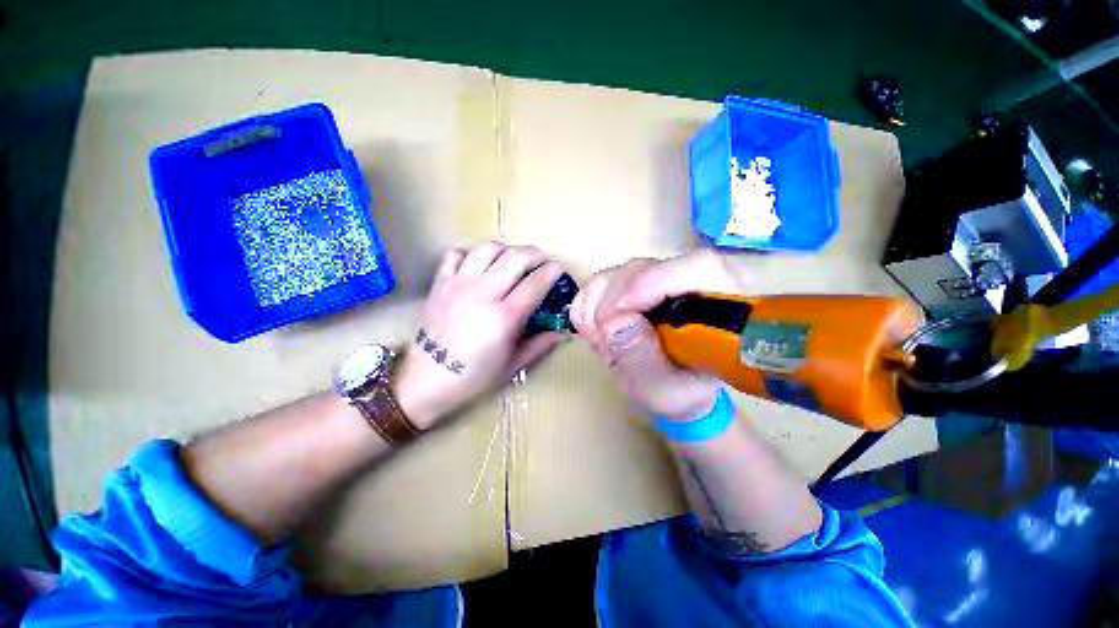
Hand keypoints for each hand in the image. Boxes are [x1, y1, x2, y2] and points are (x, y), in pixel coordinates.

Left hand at [393, 243, 566, 427]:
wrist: (425, 380)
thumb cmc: (474, 377)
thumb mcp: (513, 366)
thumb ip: (540, 346)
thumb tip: (563, 333)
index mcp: (504, 316)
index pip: (535, 283)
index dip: (551, 272)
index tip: (559, 268)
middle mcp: (482, 293)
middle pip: (515, 258)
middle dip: (535, 253)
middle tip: (544, 258)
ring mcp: (458, 285)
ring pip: (487, 250)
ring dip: (507, 250)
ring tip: (514, 259)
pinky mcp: (440, 283)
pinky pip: (457, 255)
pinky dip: (472, 254)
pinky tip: (480, 265)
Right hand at [571, 249, 745, 421]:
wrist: (671, 385)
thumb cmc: (678, 391)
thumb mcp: (663, 389)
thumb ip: (642, 359)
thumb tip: (614, 321)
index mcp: (721, 304)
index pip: (701, 267)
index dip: (657, 280)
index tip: (621, 311)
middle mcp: (689, 280)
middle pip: (646, 268)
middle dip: (613, 305)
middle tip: (603, 343)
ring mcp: (656, 276)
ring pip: (617, 273)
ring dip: (597, 310)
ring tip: (603, 345)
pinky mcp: (630, 280)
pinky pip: (599, 282)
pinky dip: (588, 308)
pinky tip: (597, 334)